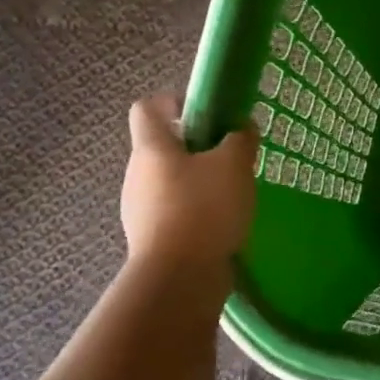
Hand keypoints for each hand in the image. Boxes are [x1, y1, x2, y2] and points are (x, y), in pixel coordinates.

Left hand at [121, 93, 256, 273]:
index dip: (174, 102)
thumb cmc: (204, 208)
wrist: (180, 277)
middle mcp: (137, 174)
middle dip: (198, 148)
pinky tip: (223, 224)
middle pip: (163, 147)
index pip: (147, 108)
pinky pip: (175, 212)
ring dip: (199, 182)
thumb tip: (241, 127)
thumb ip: (240, 139)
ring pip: (171, 181)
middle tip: (231, 159)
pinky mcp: (152, 238)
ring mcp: (140, 209)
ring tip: (233, 196)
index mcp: (151, 148)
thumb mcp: (234, 164)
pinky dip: (197, 212)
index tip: (206, 114)